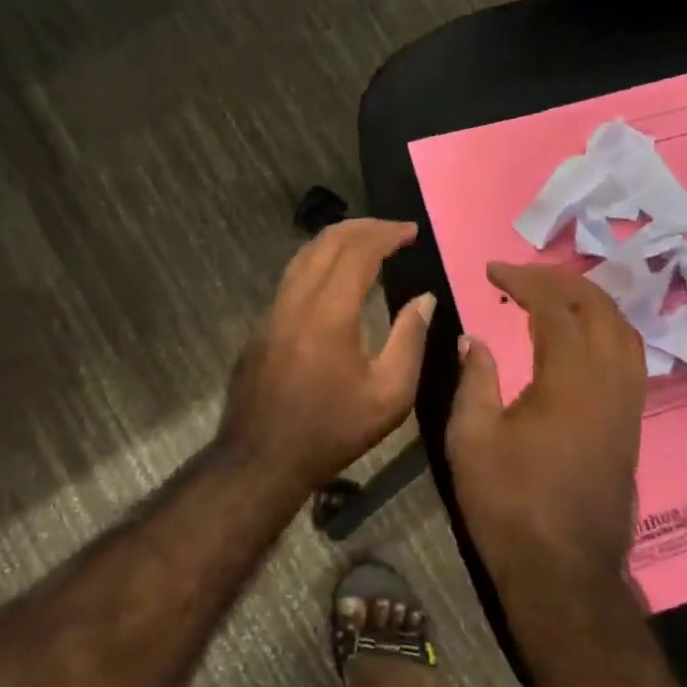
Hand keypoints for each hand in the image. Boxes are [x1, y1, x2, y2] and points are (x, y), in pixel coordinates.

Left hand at [220, 219, 435, 487]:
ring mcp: (273, 310)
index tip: (411, 231)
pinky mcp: (262, 325)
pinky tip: (334, 278)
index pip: (358, 250)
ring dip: (337, 240)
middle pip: (327, 241)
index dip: (387, 234)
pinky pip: (292, 277)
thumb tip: (424, 298)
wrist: (261, 458)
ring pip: (304, 255)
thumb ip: (410, 339)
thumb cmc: (332, 430)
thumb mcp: (390, 395)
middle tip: (393, 230)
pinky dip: (319, 262)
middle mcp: (296, 299)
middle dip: (363, 227)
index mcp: (330, 311)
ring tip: (367, 243)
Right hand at [446, 261, 645, 591]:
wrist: (564, 573)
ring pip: (624, 330)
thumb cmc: (510, 505)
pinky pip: (630, 357)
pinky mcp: (632, 425)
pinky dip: (605, 330)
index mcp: (570, 380)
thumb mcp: (471, 438)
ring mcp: (629, 404)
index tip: (492, 272)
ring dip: (589, 302)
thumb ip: (474, 379)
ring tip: (552, 297)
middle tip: (520, 277)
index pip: (556, 307)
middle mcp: (610, 382)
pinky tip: (580, 339)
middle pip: (599, 308)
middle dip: (560, 281)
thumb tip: (474, 338)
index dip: (524, 281)